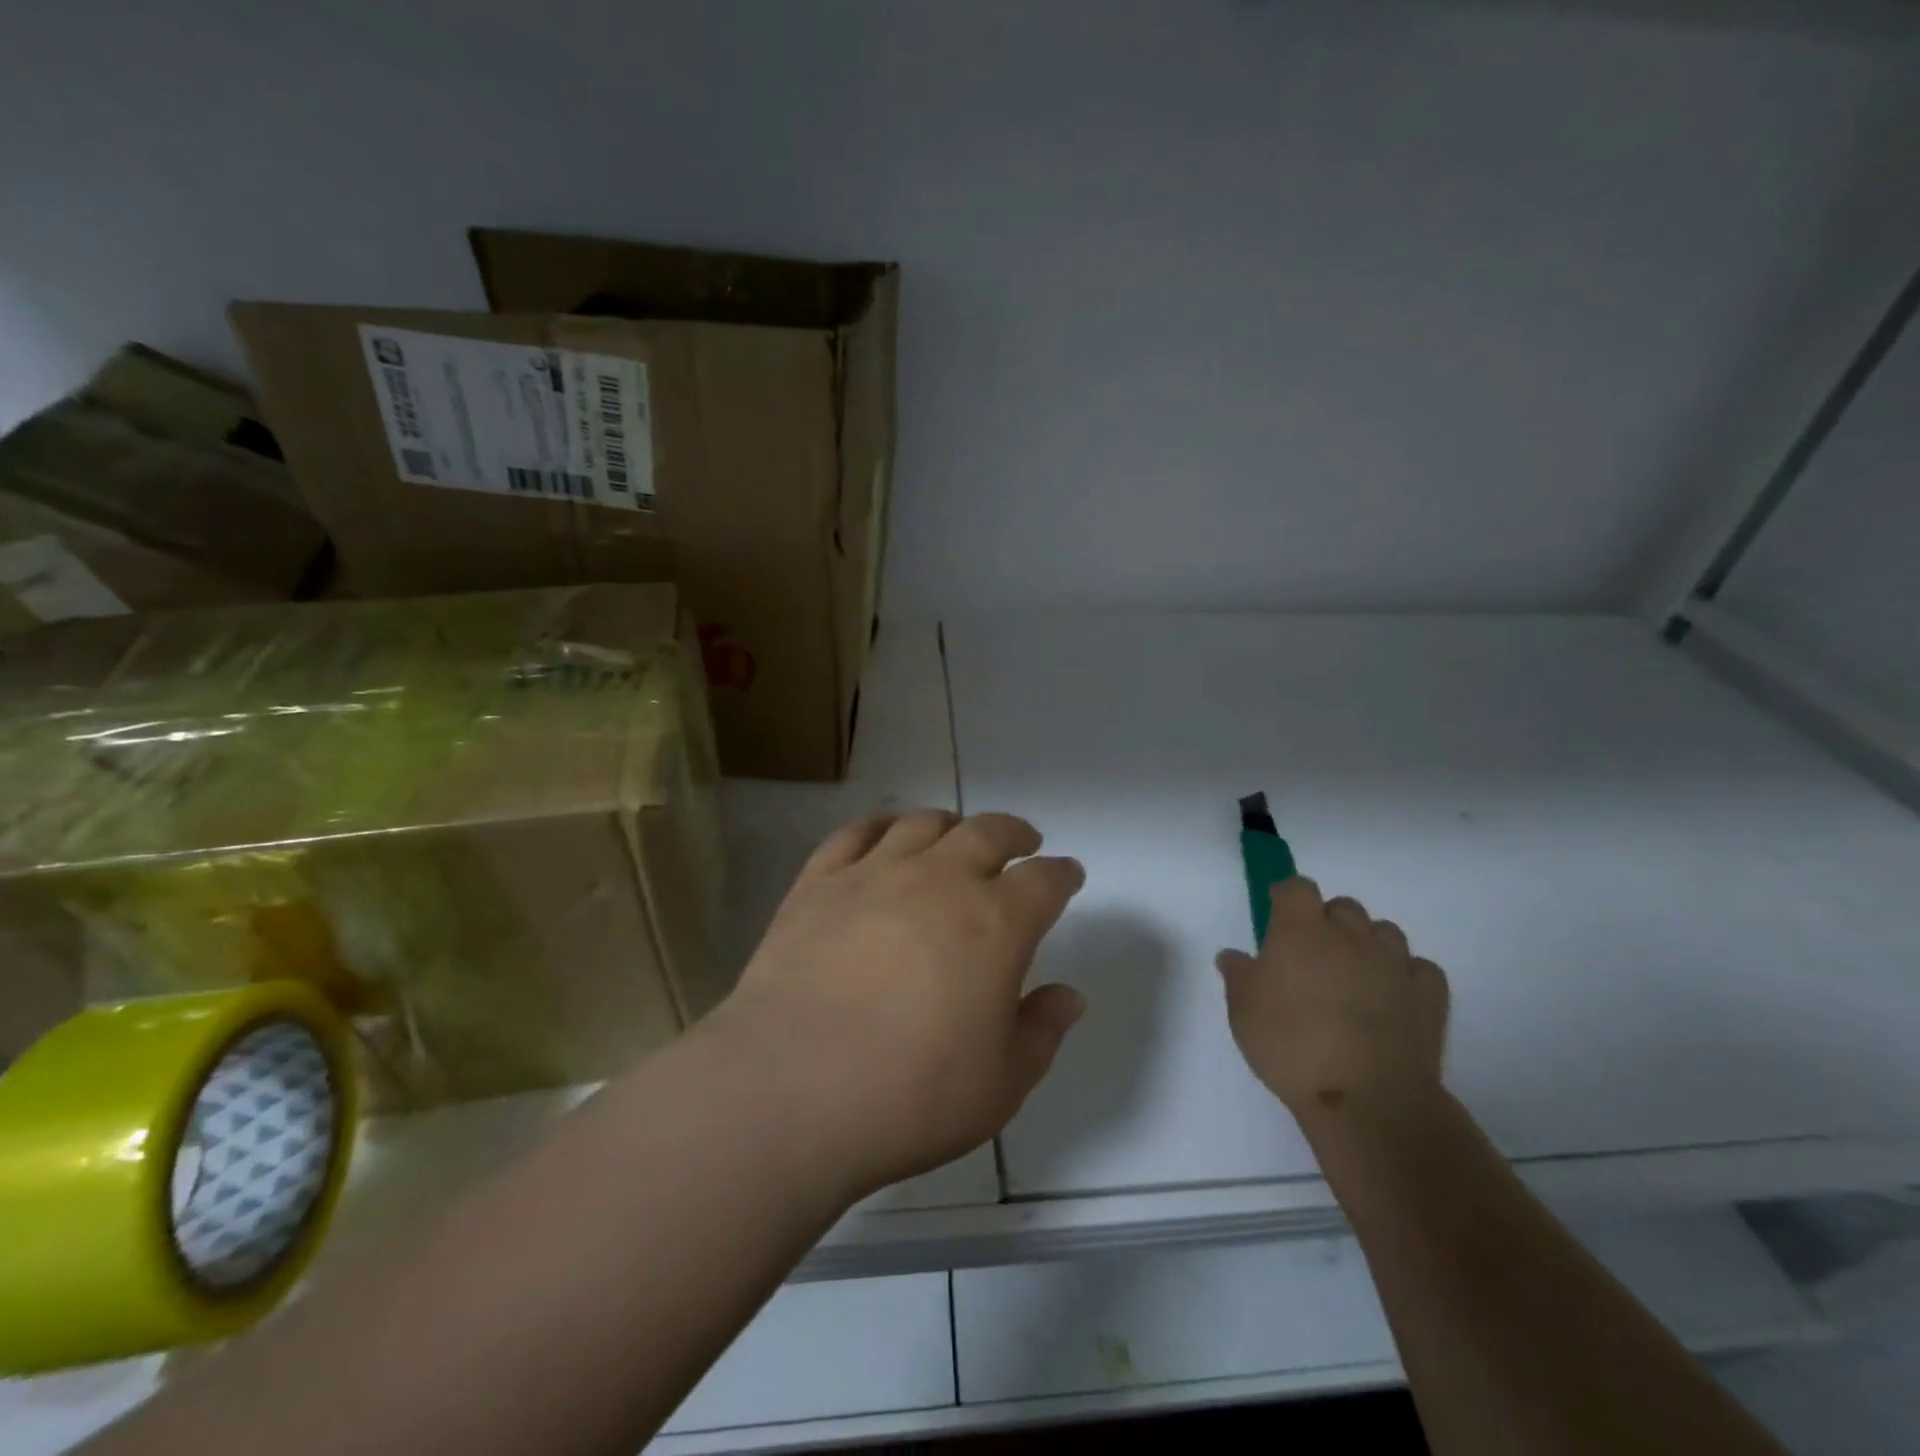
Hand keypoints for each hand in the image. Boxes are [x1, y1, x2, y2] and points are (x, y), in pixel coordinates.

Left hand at [717, 809, 1085, 1198]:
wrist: (790, 1090)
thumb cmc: (911, 1095)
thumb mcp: (1001, 1084)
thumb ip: (1041, 1031)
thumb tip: (1068, 995)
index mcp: (996, 923)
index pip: (1044, 880)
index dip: (1061, 874)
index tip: (1067, 875)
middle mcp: (940, 880)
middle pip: (988, 832)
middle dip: (1014, 833)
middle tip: (1023, 841)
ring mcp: (874, 874)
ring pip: (923, 823)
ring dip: (951, 823)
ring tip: (956, 834)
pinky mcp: (818, 883)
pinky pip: (855, 833)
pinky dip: (880, 825)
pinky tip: (886, 834)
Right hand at [1216, 877, 1448, 1129]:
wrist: (1368, 1099)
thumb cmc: (1292, 1047)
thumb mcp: (1244, 1014)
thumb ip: (1238, 977)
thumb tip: (1232, 956)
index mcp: (1301, 932)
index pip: (1297, 888)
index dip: (1288, 897)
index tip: (1278, 916)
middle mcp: (1350, 935)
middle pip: (1343, 906)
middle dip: (1328, 922)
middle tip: (1313, 957)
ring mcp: (1394, 963)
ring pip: (1384, 931)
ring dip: (1368, 944)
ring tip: (1355, 977)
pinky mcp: (1429, 994)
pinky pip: (1419, 968)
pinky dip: (1406, 975)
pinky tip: (1394, 997)